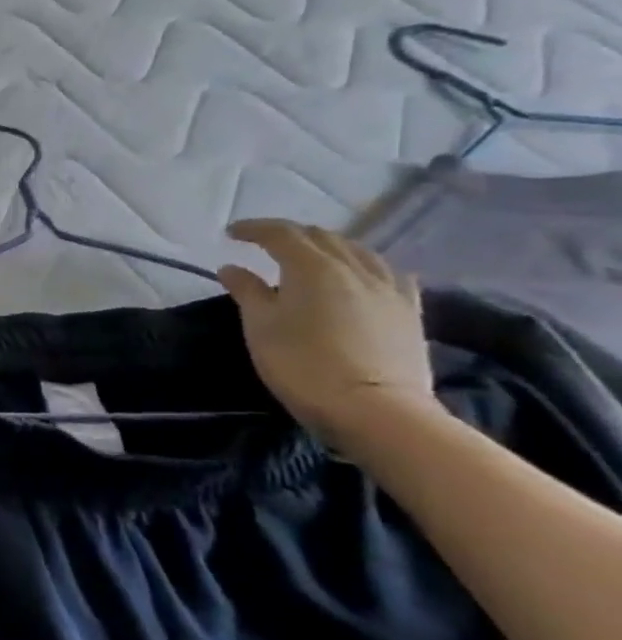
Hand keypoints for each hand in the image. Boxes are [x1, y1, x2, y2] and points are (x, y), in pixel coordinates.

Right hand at [219, 220, 442, 444]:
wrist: (375, 410)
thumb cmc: (302, 364)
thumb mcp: (260, 327)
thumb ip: (247, 291)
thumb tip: (232, 268)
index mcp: (312, 267)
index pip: (280, 234)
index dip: (254, 229)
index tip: (231, 233)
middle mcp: (354, 267)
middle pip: (321, 237)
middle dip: (290, 234)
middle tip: (264, 243)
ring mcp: (388, 288)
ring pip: (357, 250)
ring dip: (328, 246)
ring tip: (310, 256)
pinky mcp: (409, 310)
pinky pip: (387, 273)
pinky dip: (364, 265)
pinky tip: (361, 275)